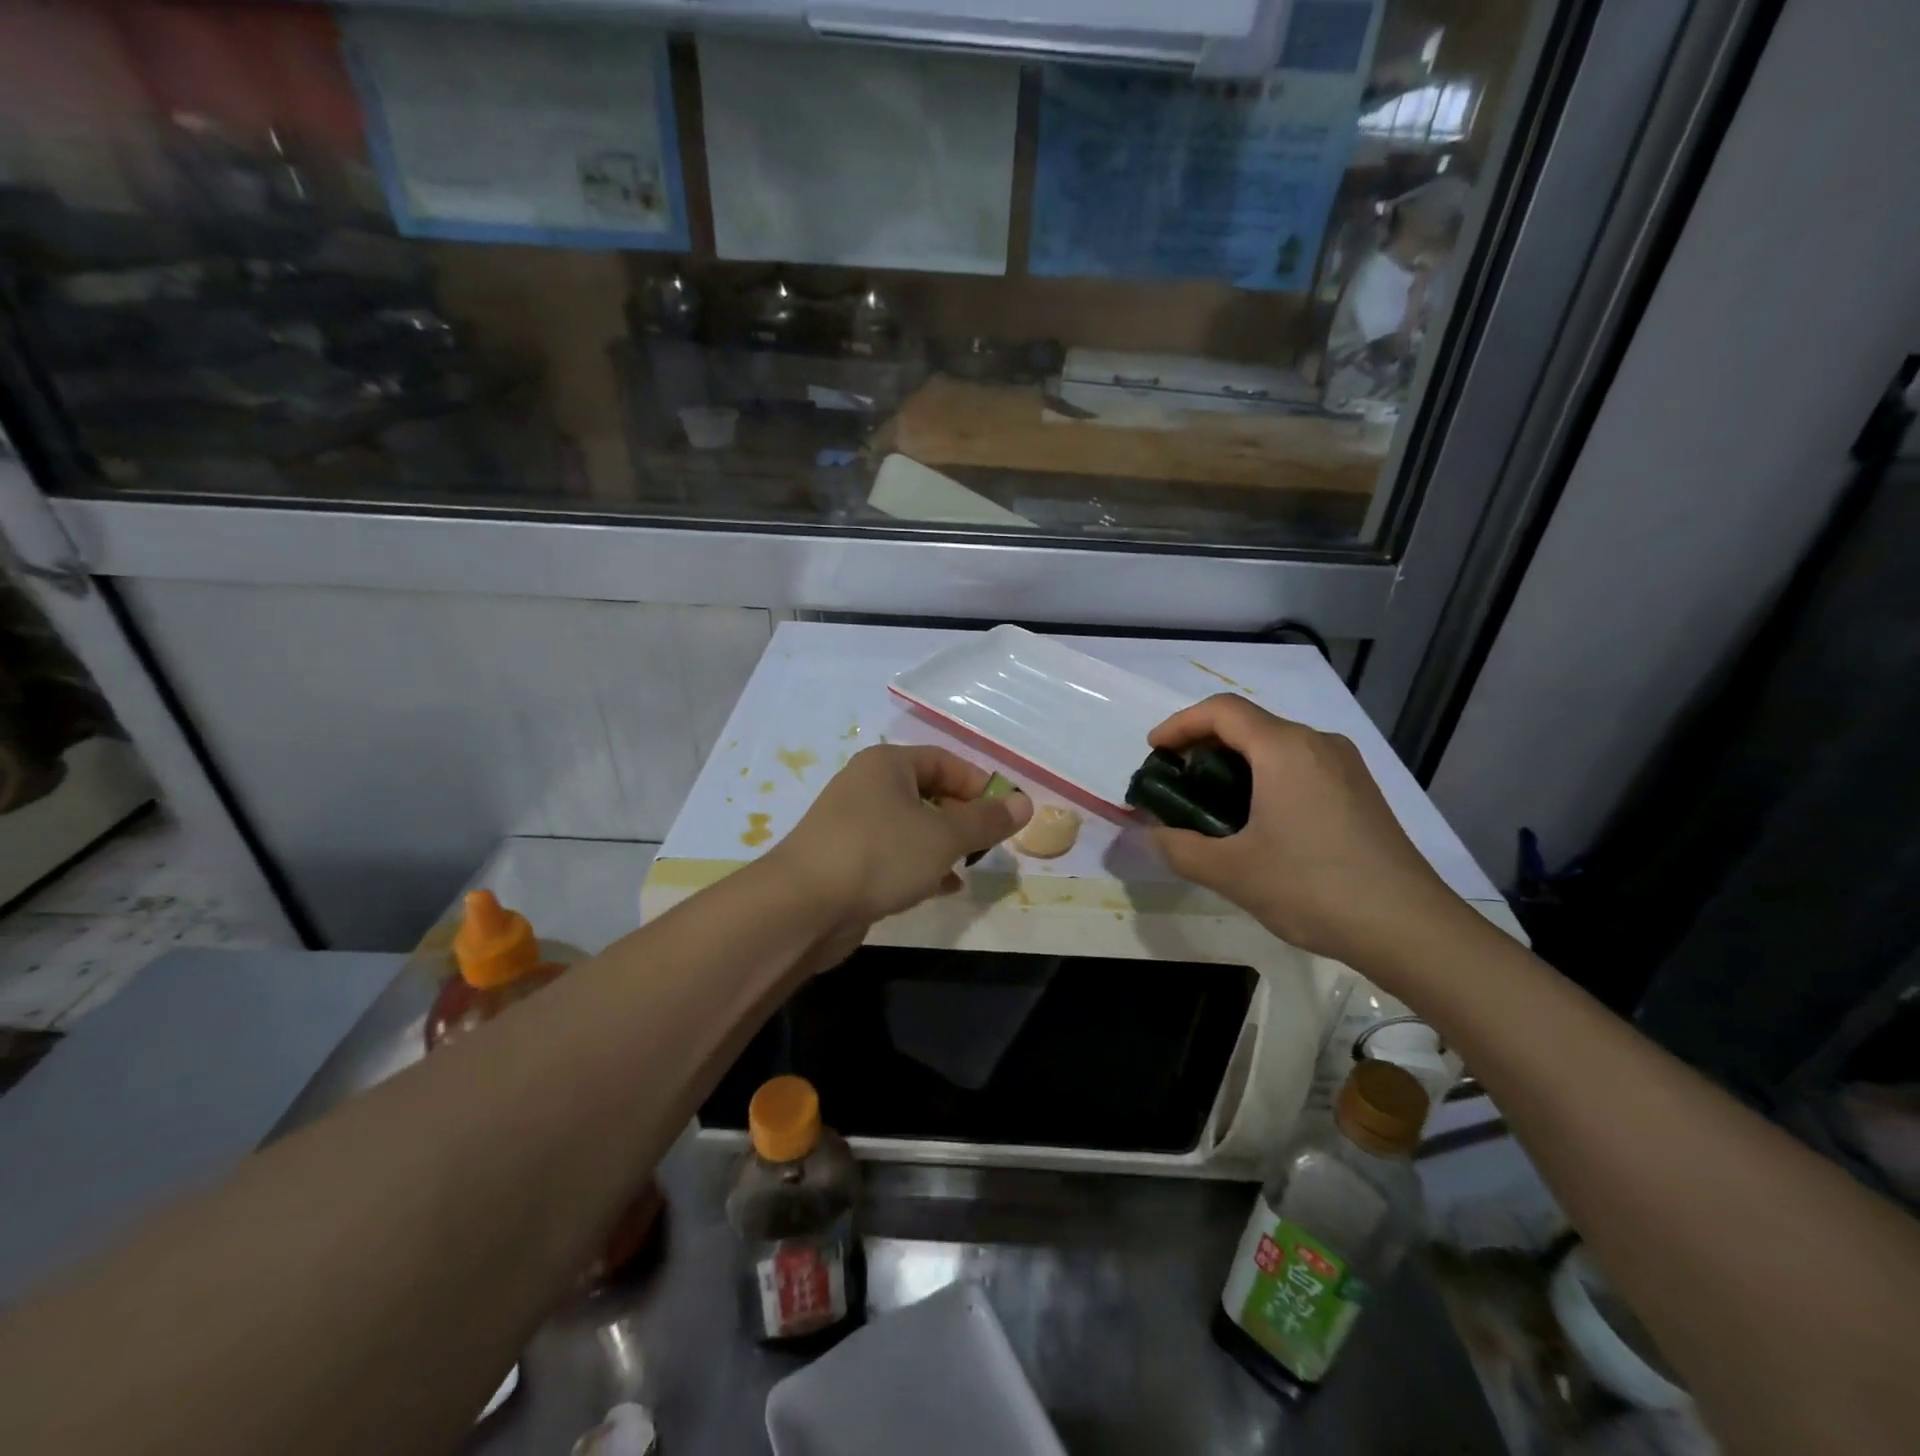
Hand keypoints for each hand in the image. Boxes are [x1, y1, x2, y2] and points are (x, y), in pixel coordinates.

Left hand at [769, 744, 1031, 940]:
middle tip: (989, 844)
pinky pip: (894, 855)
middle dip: (963, 817)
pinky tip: (943, 888)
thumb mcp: (944, 836)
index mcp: (887, 765)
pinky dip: (920, 866)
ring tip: (970, 866)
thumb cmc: (880, 855)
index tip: (1006, 814)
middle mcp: (867, 786)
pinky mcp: (845, 861)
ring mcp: (853, 825)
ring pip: (911, 827)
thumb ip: (986, 821)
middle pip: (928, 792)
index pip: (944, 761)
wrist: (802, 906)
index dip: (979, 784)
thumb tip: (1024, 803)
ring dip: (943, 845)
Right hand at [1146, 694, 1459, 963]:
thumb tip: (1153, 834)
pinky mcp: (1360, 791)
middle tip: (1176, 782)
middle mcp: (1317, 743)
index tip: (1154, 753)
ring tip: (1210, 803)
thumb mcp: (1231, 872)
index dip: (1179, 724)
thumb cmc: (1312, 888)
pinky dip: (1265, 777)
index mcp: (1284, 749)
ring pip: (1276, 745)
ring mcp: (1345, 766)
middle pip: (1248, 724)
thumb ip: (1178, 847)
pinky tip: (1257, 819)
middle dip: (1203, 745)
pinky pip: (1300, 766)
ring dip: (1235, 763)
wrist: (1409, 928)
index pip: (1221, 711)